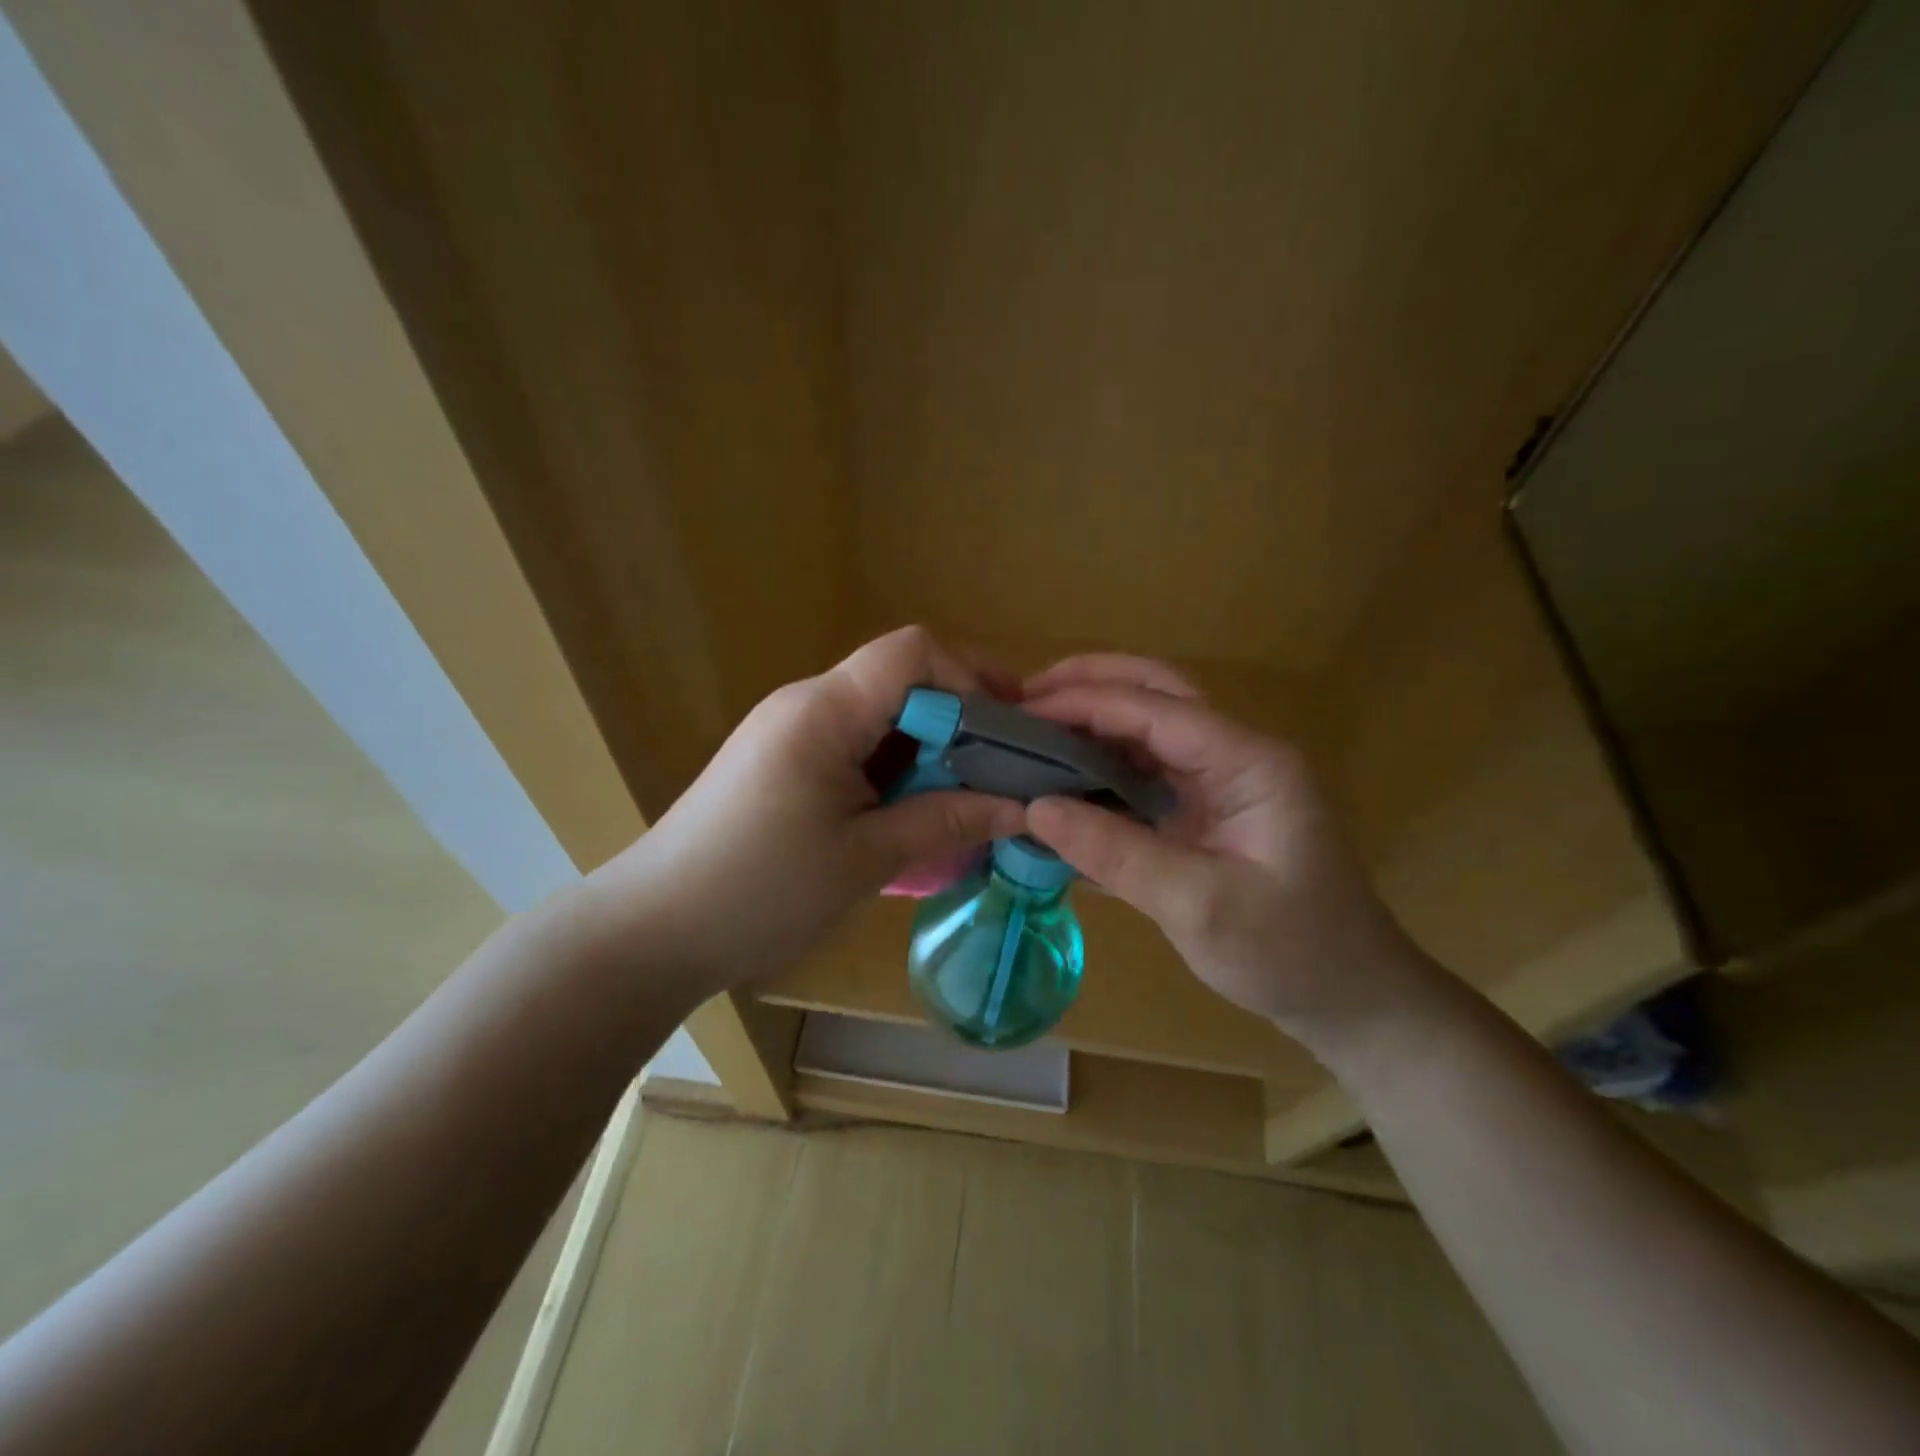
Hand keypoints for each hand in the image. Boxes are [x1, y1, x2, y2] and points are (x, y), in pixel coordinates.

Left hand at [584, 627, 1024, 992]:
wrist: (653, 930)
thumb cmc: (758, 892)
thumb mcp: (864, 860)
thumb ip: (945, 821)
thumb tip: (1021, 807)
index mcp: (824, 710)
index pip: (912, 652)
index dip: (970, 678)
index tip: (1010, 732)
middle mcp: (807, 703)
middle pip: (902, 678)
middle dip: (960, 718)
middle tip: (1005, 771)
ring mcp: (792, 731)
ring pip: (882, 714)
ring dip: (930, 749)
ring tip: (969, 798)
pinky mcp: (785, 760)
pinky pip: (857, 744)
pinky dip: (897, 769)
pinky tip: (916, 811)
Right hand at [1019, 655, 1429, 1047]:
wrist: (1350, 998)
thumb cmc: (1290, 953)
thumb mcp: (1200, 907)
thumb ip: (1117, 854)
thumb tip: (1035, 808)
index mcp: (1248, 763)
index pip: (1156, 708)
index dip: (1086, 702)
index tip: (1022, 711)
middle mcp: (1233, 756)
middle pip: (1156, 692)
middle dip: (1089, 684)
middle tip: (1021, 699)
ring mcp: (1220, 781)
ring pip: (1148, 726)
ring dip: (1091, 721)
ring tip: (1030, 730)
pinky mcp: (1205, 809)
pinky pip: (1145, 770)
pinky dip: (1101, 763)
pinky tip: (1062, 775)